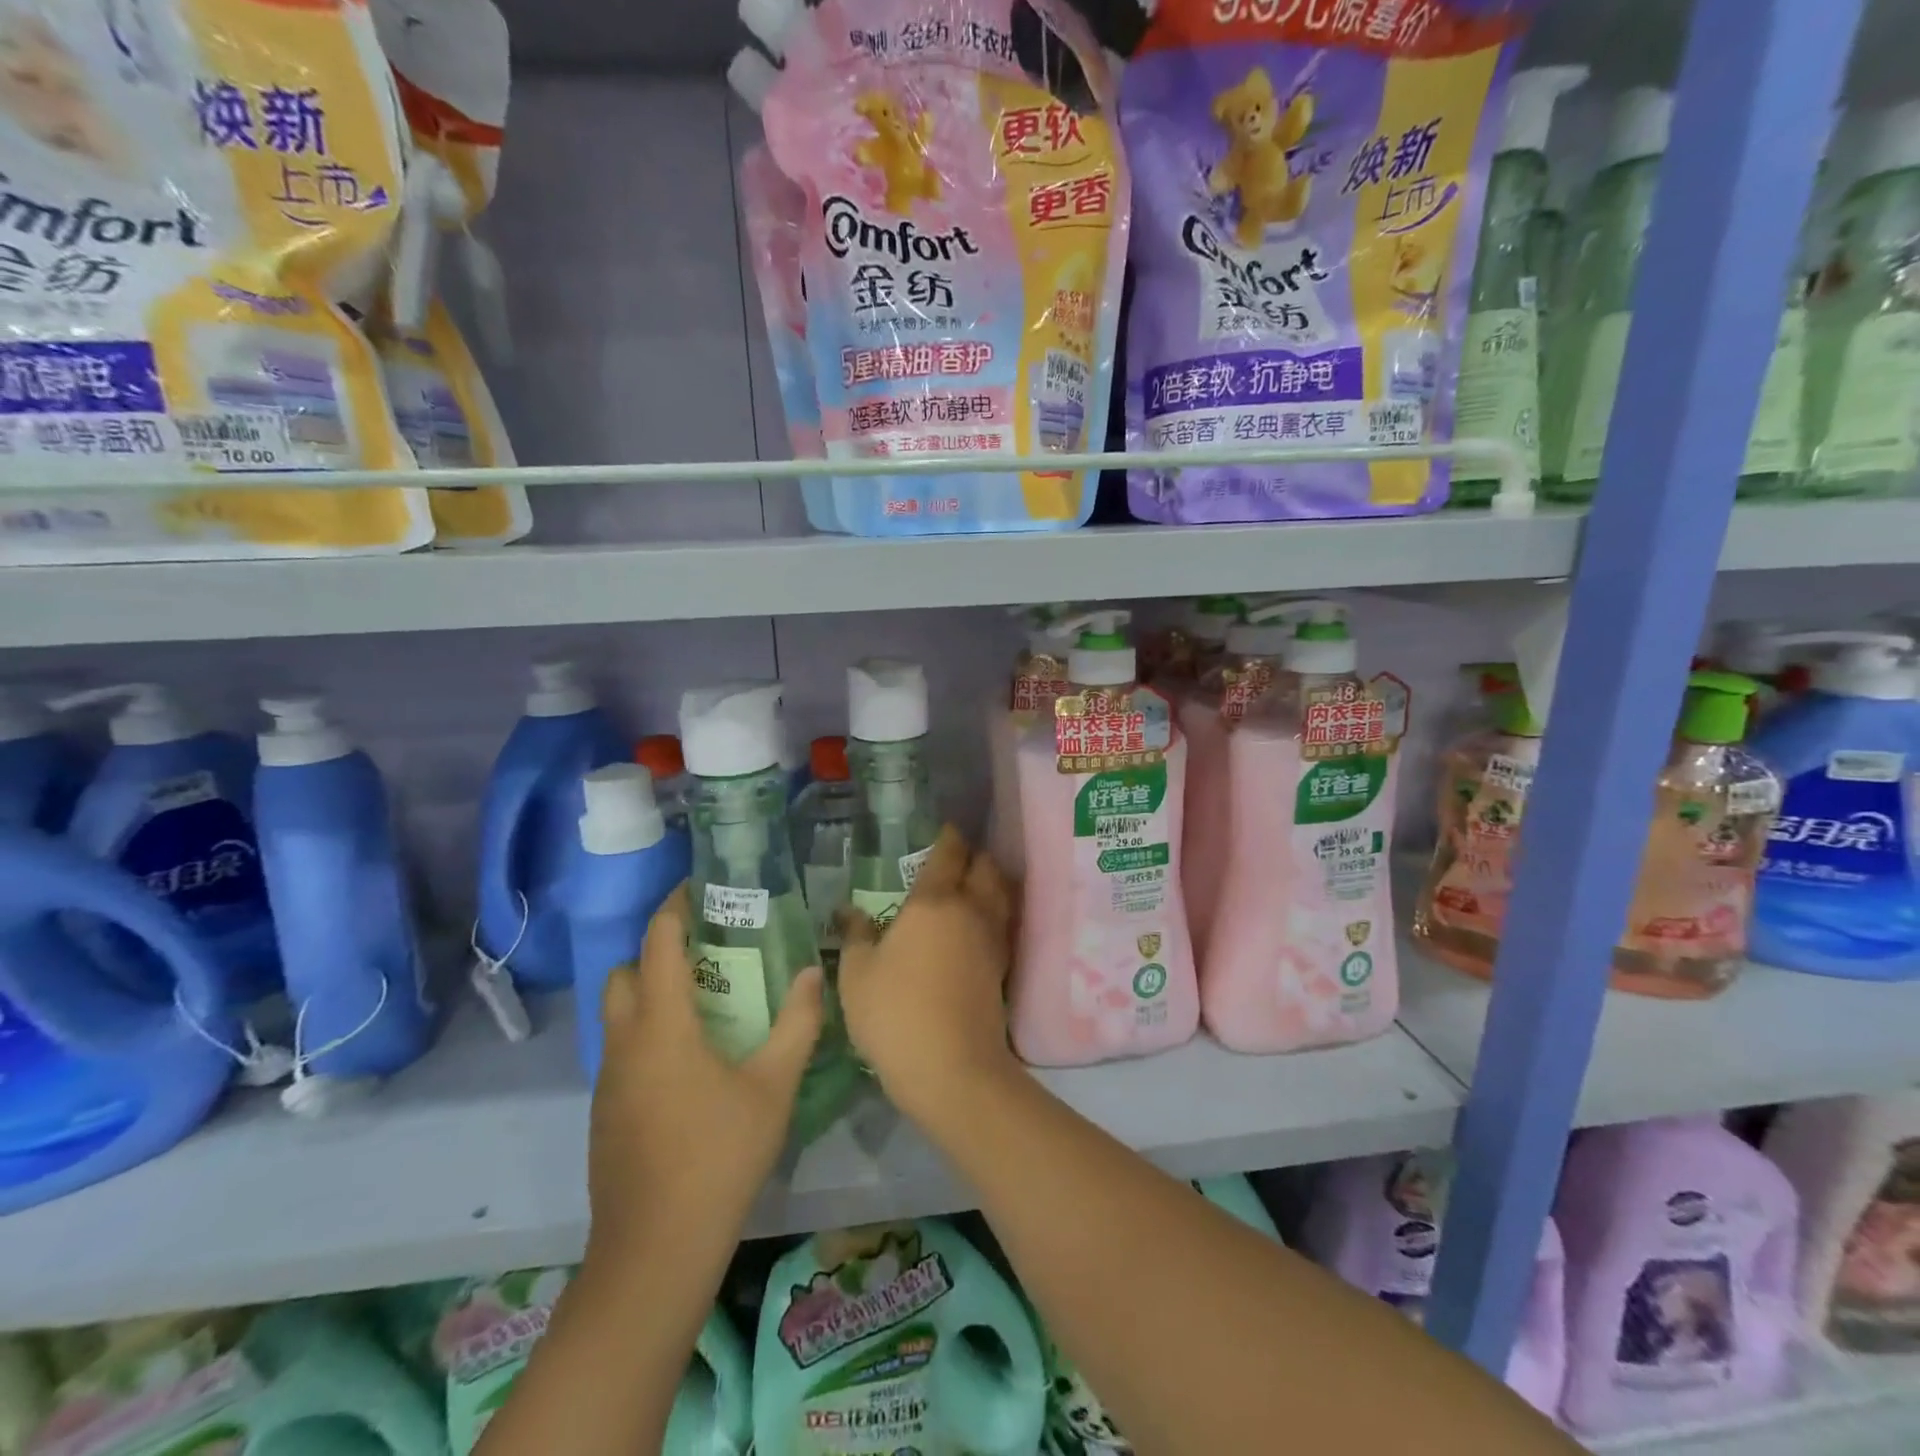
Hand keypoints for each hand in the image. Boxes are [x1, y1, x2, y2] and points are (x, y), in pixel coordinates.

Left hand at [585, 886, 823, 1271]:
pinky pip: (621, 1051)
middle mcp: (624, 1043)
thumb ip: (797, 1024)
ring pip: (618, 1014)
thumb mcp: (773, 1087)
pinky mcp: (604, 1114)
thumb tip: (812, 973)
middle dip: (657, 951)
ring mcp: (607, 1082)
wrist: (655, 1252)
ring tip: (704, 1003)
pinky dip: (646, 1034)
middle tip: (706, 952)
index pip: (657, 944)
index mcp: (662, 1026)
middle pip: (624, 973)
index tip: (698, 888)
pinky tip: (689, 1064)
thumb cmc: (719, 1156)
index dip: (673, 908)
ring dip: (650, 994)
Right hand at [838, 826, 1017, 1123]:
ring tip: (970, 886)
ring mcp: (992, 938)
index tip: (943, 830)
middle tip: (954, 859)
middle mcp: (971, 909)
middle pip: (986, 866)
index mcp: (935, 901)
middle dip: (974, 856)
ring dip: (990, 882)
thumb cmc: (895, 1013)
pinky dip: (994, 912)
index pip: (949, 852)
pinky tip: (976, 926)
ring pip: (1001, 893)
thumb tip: (848, 911)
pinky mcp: (1003, 967)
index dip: (948, 837)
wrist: (952, 1068)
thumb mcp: (857, 974)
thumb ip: (855, 935)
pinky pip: (1003, 923)